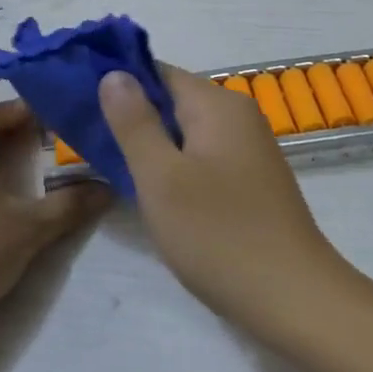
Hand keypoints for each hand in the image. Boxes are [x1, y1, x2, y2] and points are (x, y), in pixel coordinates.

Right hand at [99, 65, 354, 337]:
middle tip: (88, 140)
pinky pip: (203, 156)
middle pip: (173, 100)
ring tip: (110, 165)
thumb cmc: (219, 235)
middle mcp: (238, 116)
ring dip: (151, 144)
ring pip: (186, 132)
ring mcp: (249, 149)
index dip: (118, 82)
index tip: (79, 102)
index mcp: (218, 105)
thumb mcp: (161, 177)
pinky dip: (175, 166)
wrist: (293, 298)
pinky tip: (154, 191)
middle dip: (132, 116)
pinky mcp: (251, 180)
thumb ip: (135, 122)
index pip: (158, 72)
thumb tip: (114, 73)